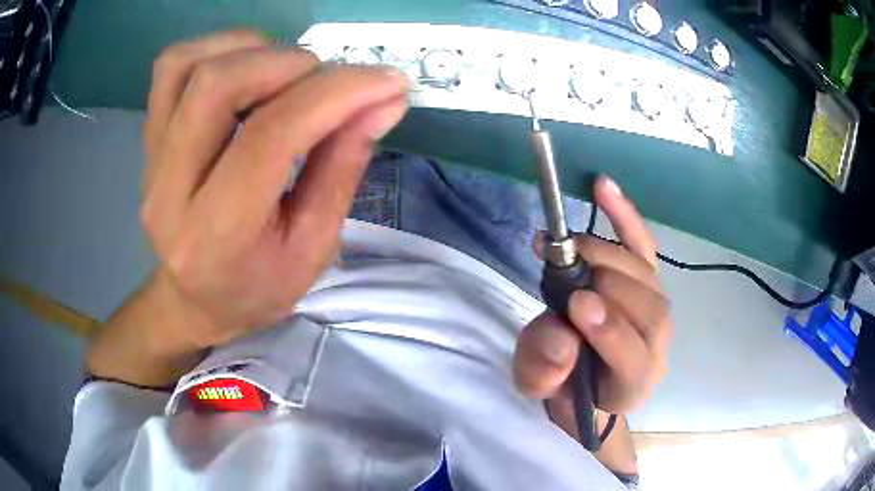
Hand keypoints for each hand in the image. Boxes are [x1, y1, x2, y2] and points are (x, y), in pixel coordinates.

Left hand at [140, 30, 409, 348]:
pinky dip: (218, 48)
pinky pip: (172, 66)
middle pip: (218, 85)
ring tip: (286, 74)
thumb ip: (343, 166)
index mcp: (216, 234)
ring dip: (252, 50)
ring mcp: (150, 159)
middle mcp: (169, 190)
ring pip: (189, 64)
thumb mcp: (314, 246)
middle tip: (327, 84)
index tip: (388, 81)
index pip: (270, 137)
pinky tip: (248, 68)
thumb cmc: (257, 286)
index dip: (336, 94)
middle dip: (291, 65)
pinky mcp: (148, 138)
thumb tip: (384, 99)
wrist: (195, 300)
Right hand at [514, 176, 671, 432]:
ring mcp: (657, 306)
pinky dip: (624, 215)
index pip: (633, 357)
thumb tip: (561, 336)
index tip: (577, 305)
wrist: (588, 377)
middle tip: (562, 266)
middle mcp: (657, 343)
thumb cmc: (564, 386)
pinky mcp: (648, 278)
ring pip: (646, 274)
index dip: (610, 330)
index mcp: (632, 383)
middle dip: (604, 282)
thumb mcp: (539, 386)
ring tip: (569, 246)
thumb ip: (544, 371)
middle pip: (647, 307)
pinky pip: (642, 244)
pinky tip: (603, 187)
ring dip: (607, 254)